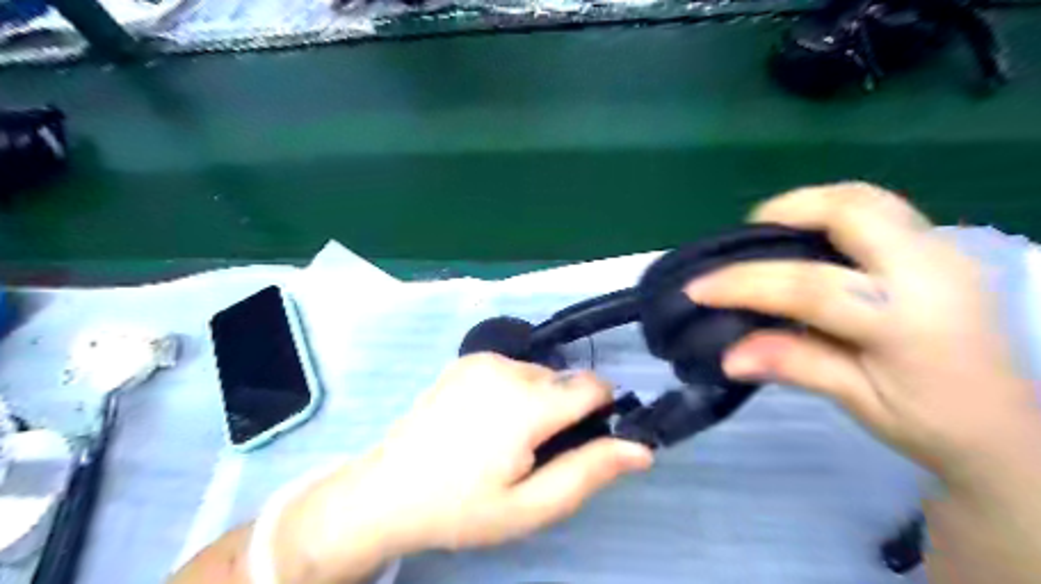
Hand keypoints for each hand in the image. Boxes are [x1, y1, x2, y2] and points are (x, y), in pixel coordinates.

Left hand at [276, 355, 646, 580]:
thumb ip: (589, 472)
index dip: (602, 412)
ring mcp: (483, 359)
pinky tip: (487, 420)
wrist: (387, 491)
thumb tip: (641, 448)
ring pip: (540, 373)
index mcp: (527, 403)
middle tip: (535, 454)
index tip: (583, 443)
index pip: (593, 386)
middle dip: (566, 411)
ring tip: (507, 439)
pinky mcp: (467, 360)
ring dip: (540, 400)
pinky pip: (513, 368)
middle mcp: (508, 368)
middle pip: (565, 381)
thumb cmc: (461, 507)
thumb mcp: (531, 506)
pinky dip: (515, 389)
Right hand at [686, 183, 1040, 487]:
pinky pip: (881, 207)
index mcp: (908, 322)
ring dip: (812, 203)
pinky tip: (813, 235)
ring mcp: (942, 252)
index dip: (745, 283)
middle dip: (788, 210)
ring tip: (773, 229)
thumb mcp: (857, 400)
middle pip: (851, 211)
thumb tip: (728, 355)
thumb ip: (794, 364)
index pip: (810, 287)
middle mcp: (930, 271)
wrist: (1004, 426)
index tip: (697, 288)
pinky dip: (835, 210)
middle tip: (746, 236)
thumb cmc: (930, 423)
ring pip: (869, 198)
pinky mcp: (941, 248)